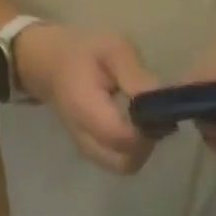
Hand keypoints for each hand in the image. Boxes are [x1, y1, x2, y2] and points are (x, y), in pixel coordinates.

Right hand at [14, 23, 159, 175]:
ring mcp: (88, 151)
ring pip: (125, 166)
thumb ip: (136, 75)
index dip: (147, 128)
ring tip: (145, 119)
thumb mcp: (113, 49)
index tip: (159, 108)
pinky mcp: (94, 154)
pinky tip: (136, 126)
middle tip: (154, 115)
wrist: (52, 66)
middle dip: (147, 142)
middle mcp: (85, 139)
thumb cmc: (85, 53)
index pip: (122, 138)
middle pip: (126, 162)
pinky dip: (134, 150)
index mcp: (86, 110)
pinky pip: (120, 162)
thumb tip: (163, 98)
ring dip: (142, 148)